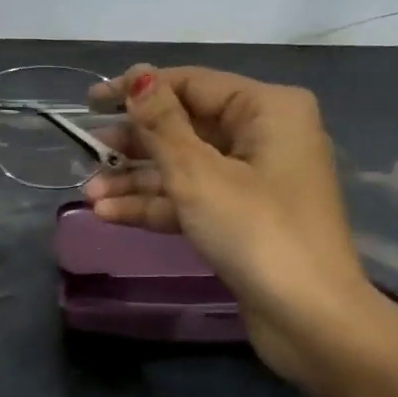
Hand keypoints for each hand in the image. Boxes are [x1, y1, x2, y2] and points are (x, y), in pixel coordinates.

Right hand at [83, 65, 379, 387]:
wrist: (310, 320)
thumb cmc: (257, 232)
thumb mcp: (198, 174)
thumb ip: (161, 124)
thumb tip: (138, 76)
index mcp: (267, 109)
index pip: (191, 83)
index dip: (138, 89)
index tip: (90, 100)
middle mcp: (264, 135)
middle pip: (185, 125)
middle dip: (133, 142)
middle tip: (86, 151)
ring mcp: (254, 179)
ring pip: (184, 165)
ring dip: (136, 179)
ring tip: (88, 192)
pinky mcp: (242, 217)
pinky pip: (192, 198)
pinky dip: (155, 204)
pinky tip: (108, 214)